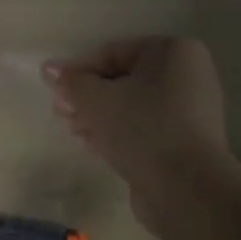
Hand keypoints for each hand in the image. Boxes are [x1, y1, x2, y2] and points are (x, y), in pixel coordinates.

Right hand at [42, 36, 230, 193]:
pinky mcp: (185, 143)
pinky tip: (93, 146)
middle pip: (124, 80)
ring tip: (73, 130)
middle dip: (88, 97)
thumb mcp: (97, 99)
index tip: (55, 91)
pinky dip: (118, 134)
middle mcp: (188, 76)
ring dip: (99, 117)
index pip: (114, 53)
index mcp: (174, 52)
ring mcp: (190, 112)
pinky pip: (144, 129)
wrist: (185, 188)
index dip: (79, 71)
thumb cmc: (141, 127)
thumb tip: (49, 69)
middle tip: (60, 112)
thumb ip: (71, 82)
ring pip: (132, 107)